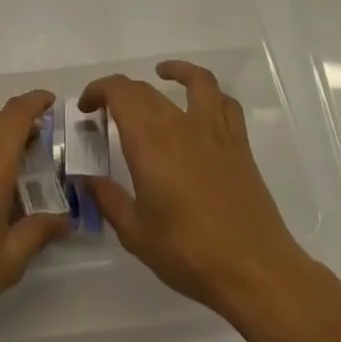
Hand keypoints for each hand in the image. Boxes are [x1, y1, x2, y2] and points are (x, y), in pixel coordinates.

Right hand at [80, 61, 321, 328]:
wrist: (254, 270)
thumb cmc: (188, 253)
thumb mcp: (135, 233)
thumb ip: (108, 199)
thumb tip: (87, 179)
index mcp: (149, 141)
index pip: (119, 92)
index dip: (98, 90)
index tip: (87, 108)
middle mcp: (180, 124)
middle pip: (146, 89)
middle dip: (121, 93)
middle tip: (108, 112)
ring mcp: (214, 131)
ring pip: (195, 81)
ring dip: (175, 71)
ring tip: (161, 75)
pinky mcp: (239, 144)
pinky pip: (225, 103)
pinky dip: (210, 93)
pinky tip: (202, 105)